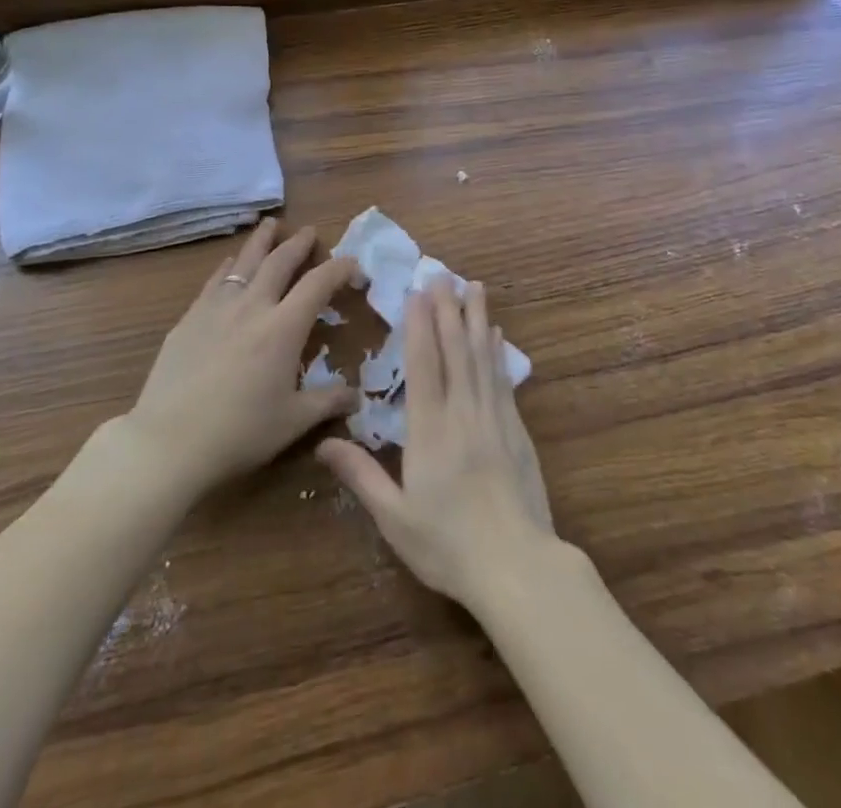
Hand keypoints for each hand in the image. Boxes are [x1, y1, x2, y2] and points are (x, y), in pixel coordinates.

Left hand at [119, 219, 359, 499]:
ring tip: (270, 225)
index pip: (319, 283)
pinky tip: (230, 264)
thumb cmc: (239, 433)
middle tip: (308, 231)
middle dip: (298, 243)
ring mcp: (216, 308)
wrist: (169, 442)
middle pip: (279, 261)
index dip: (340, 268)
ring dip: (261, 241)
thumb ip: (328, 402)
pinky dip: (229, 266)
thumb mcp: (293, 422)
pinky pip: (215, 281)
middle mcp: (252, 306)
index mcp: (284, 327)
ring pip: (244, 262)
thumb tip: (357, 397)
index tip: (353, 265)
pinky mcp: (189, 319)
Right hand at [316, 280, 558, 615]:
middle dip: (448, 309)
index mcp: (429, 430)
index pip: (423, 365)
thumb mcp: (394, 517)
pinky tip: (497, 335)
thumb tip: (323, 442)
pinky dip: (498, 352)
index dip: (419, 326)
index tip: (418, 293)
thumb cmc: (447, 545)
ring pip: (482, 357)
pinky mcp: (516, 431)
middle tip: (444, 274)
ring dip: (477, 319)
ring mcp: (494, 419)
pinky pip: (503, 380)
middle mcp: (462, 413)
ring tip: (475, 287)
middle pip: (455, 350)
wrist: (517, 566)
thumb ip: (360, 475)